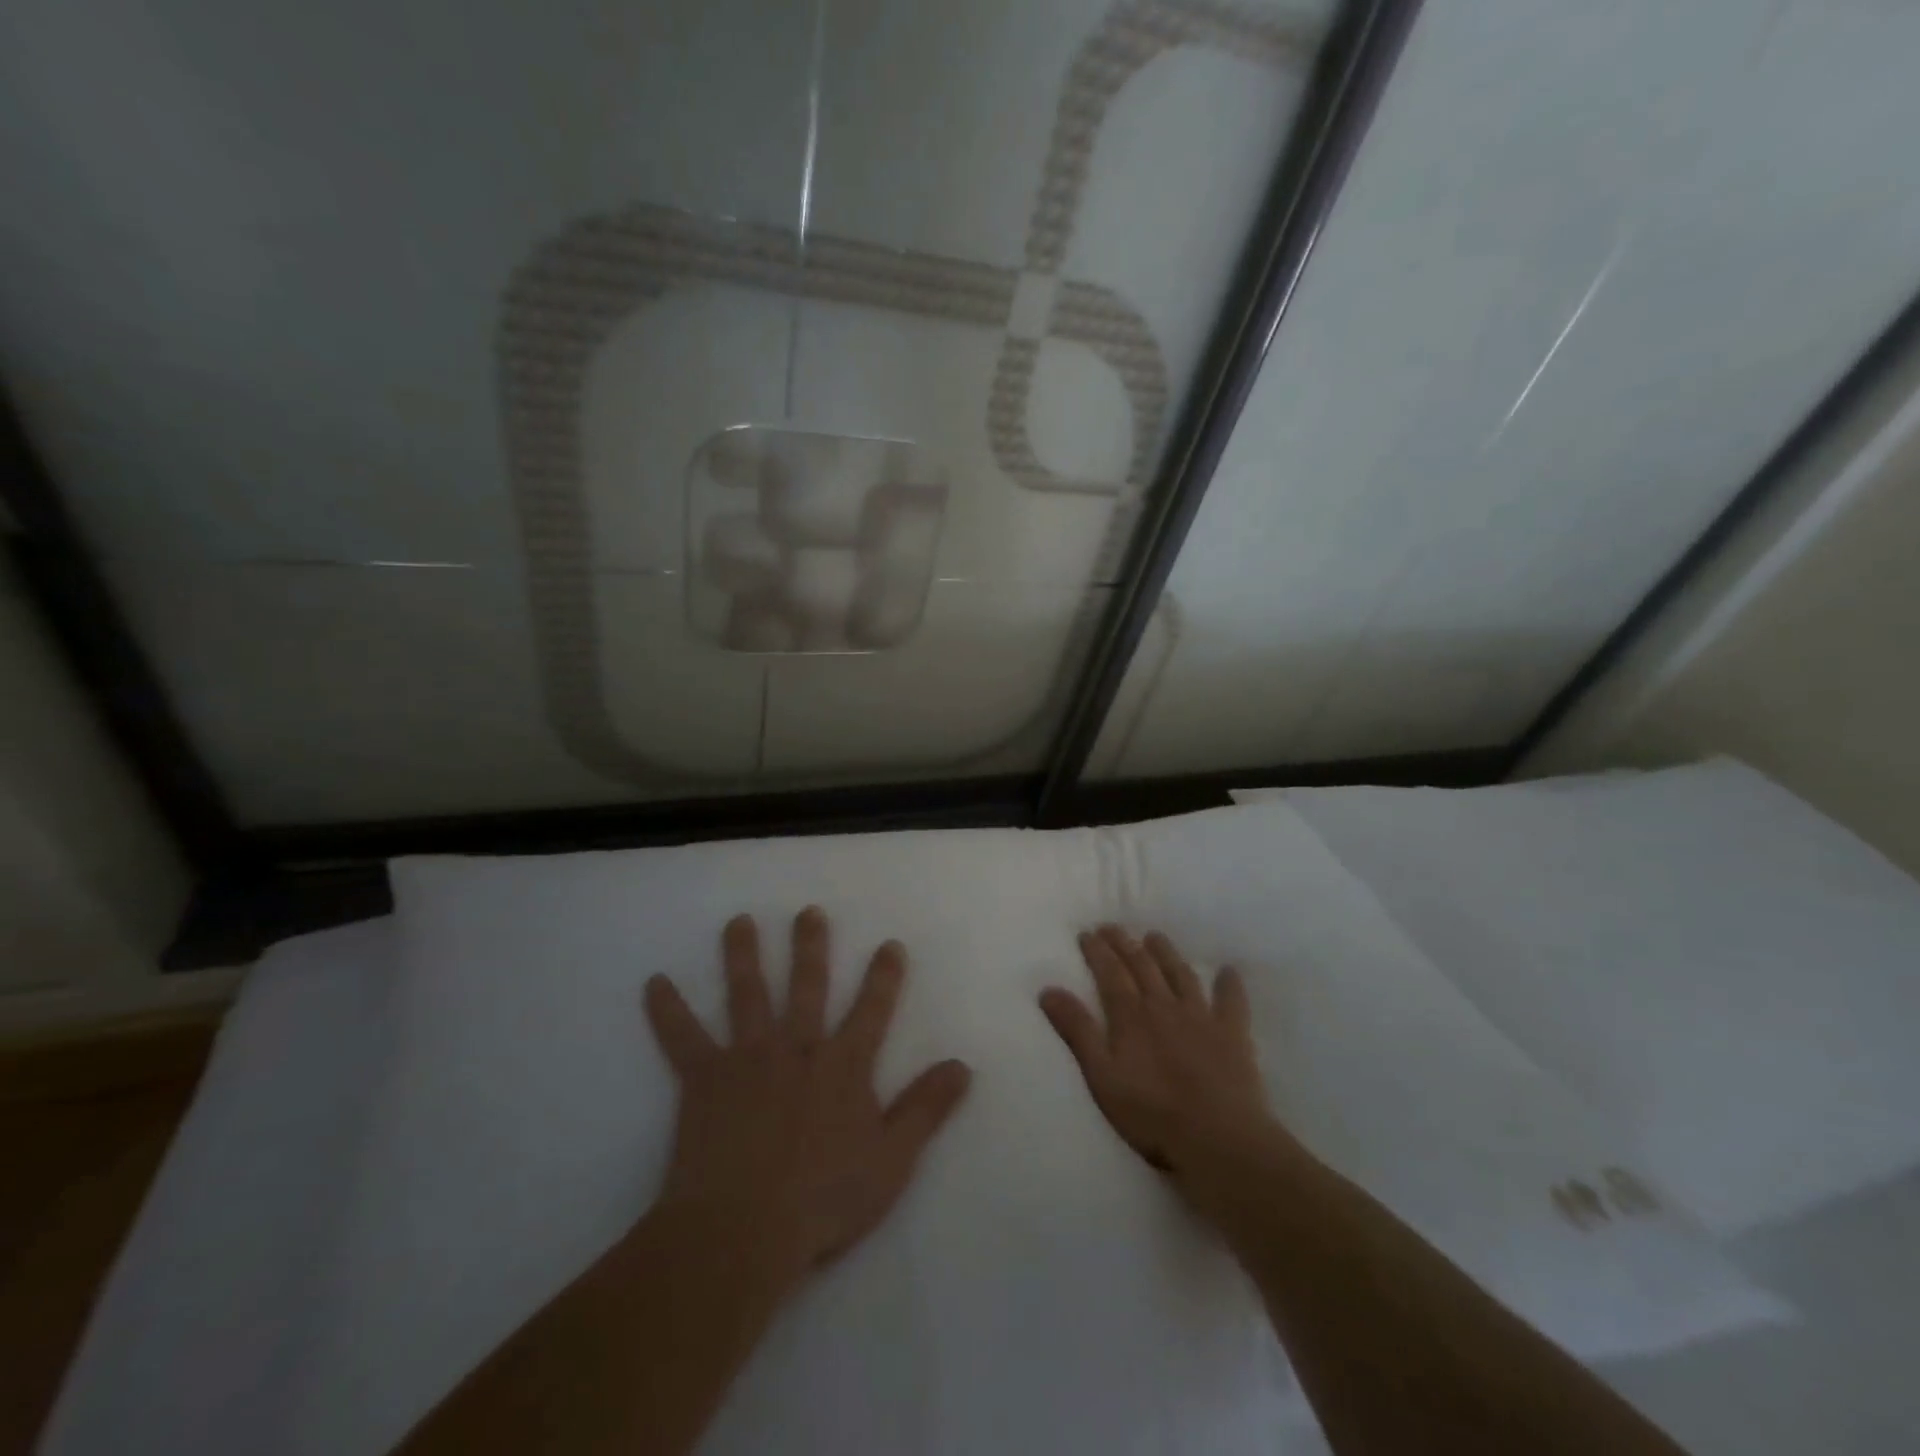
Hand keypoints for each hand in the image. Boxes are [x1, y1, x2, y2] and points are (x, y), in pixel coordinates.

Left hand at [643, 907, 971, 1293]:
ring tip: (739, 921)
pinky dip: (667, 1010)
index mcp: (843, 1065)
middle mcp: (797, 1048)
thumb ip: (927, 1108)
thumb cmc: (824, 1199)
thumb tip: (963, 1065)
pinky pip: (682, 1038)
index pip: (872, 1009)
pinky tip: (653, 982)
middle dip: (811, 946)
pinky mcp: (705, 1079)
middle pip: (807, 986)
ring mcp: (748, 1059)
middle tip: (808, 911)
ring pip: (747, 995)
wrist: (743, 1232)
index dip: (884, 976)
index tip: (889, 945)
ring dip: (742, 955)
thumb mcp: (892, 1159)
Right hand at [1041, 926, 1294, 1211]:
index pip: (1110, 973)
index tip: (1087, 933)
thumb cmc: (1151, 1114)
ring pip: (1180, 974)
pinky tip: (1228, 970)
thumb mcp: (1102, 1076)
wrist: (1218, 1139)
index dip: (1098, 951)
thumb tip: (1048, 989)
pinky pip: (1232, 1001)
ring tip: (1155, 936)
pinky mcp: (1232, 1034)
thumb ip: (1077, 1031)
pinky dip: (1229, 984)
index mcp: (1131, 1016)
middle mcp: (1164, 1006)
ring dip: (1166, 953)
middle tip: (1112, 927)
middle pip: (1142, 966)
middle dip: (1125, 944)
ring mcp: (1201, 1017)